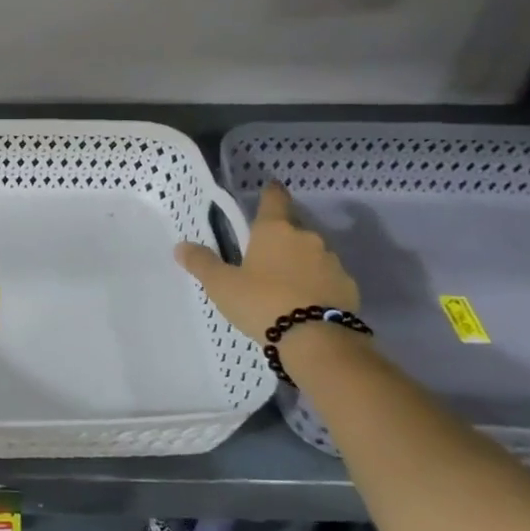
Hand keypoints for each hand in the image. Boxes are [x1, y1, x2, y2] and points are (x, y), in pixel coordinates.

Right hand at [175, 181, 359, 340]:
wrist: (316, 340)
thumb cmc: (262, 302)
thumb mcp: (222, 285)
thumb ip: (202, 263)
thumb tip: (181, 246)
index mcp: (274, 230)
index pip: (274, 199)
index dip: (270, 193)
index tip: (269, 190)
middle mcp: (306, 238)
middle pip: (293, 229)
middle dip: (281, 239)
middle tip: (264, 257)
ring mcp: (332, 262)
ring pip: (312, 254)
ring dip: (300, 263)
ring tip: (284, 287)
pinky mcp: (348, 287)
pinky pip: (328, 279)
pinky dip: (317, 286)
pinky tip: (305, 304)